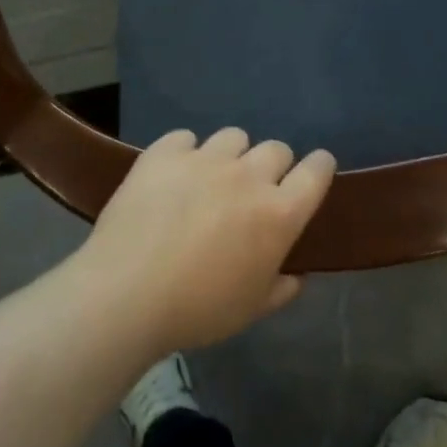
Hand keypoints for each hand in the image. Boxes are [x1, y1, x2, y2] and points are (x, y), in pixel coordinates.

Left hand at [72, 128, 336, 352]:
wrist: (126, 292)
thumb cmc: (197, 309)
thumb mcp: (250, 310)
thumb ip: (280, 289)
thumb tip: (295, 276)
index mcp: (279, 214)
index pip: (316, 172)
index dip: (320, 167)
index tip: (314, 171)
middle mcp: (248, 176)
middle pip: (276, 149)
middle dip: (272, 165)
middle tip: (252, 191)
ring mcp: (205, 159)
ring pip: (233, 137)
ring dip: (230, 155)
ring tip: (210, 179)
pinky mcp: (165, 153)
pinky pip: (185, 138)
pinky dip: (184, 153)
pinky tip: (172, 175)